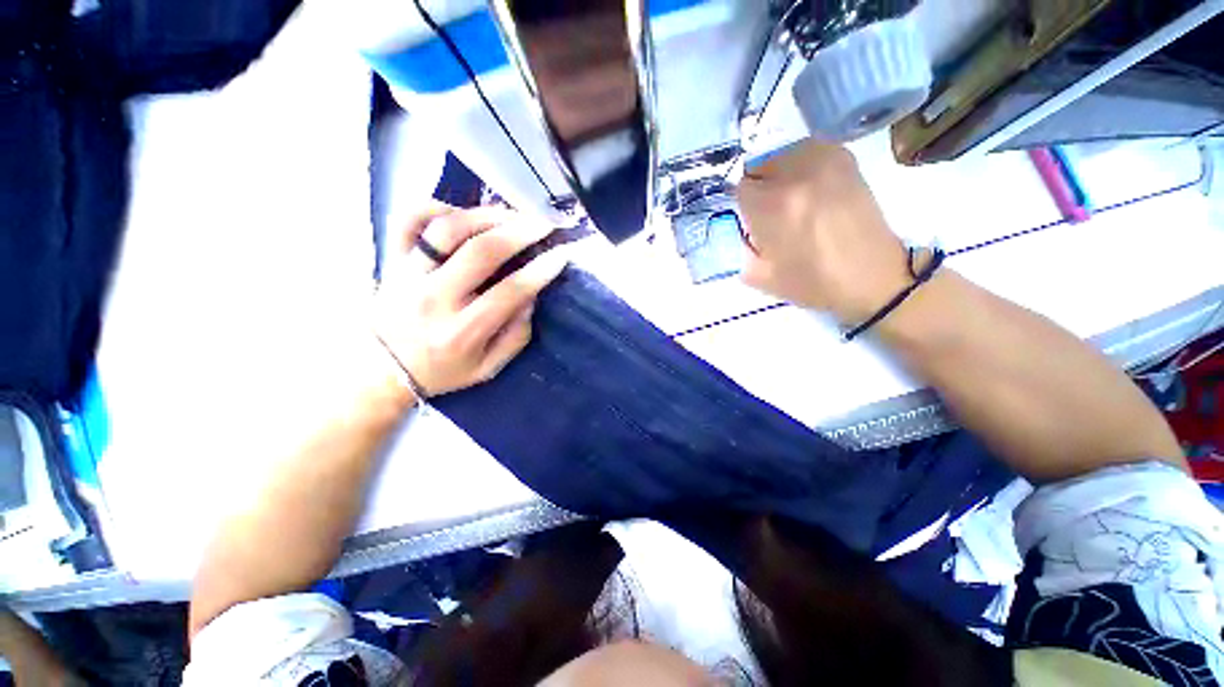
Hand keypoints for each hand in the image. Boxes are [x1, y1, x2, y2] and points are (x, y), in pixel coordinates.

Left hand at [373, 204, 567, 399]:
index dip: (540, 271)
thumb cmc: (443, 370)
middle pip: (481, 252)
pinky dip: (435, 207)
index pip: (509, 292)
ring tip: (512, 215)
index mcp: (462, 331)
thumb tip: (530, 297)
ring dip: (486, 216)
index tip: (561, 255)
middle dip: (520, 233)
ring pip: (448, 229)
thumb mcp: (488, 368)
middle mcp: (434, 298)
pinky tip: (460, 213)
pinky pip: (409, 220)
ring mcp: (409, 274)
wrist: (382, 370)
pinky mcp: (393, 259)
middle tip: (544, 224)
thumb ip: (516, 337)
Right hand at [736, 141, 910, 324]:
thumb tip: (741, 227)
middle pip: (759, 166)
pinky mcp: (845, 158)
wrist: (870, 278)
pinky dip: (801, 166)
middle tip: (771, 213)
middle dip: (759, 189)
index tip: (752, 221)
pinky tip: (811, 189)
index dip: (743, 206)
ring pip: (782, 155)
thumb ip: (741, 246)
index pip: (739, 188)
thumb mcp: (759, 275)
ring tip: (793, 200)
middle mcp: (796, 173)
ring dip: (779, 175)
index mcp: (772, 205)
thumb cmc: (811, 283)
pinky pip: (808, 151)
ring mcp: (824, 160)